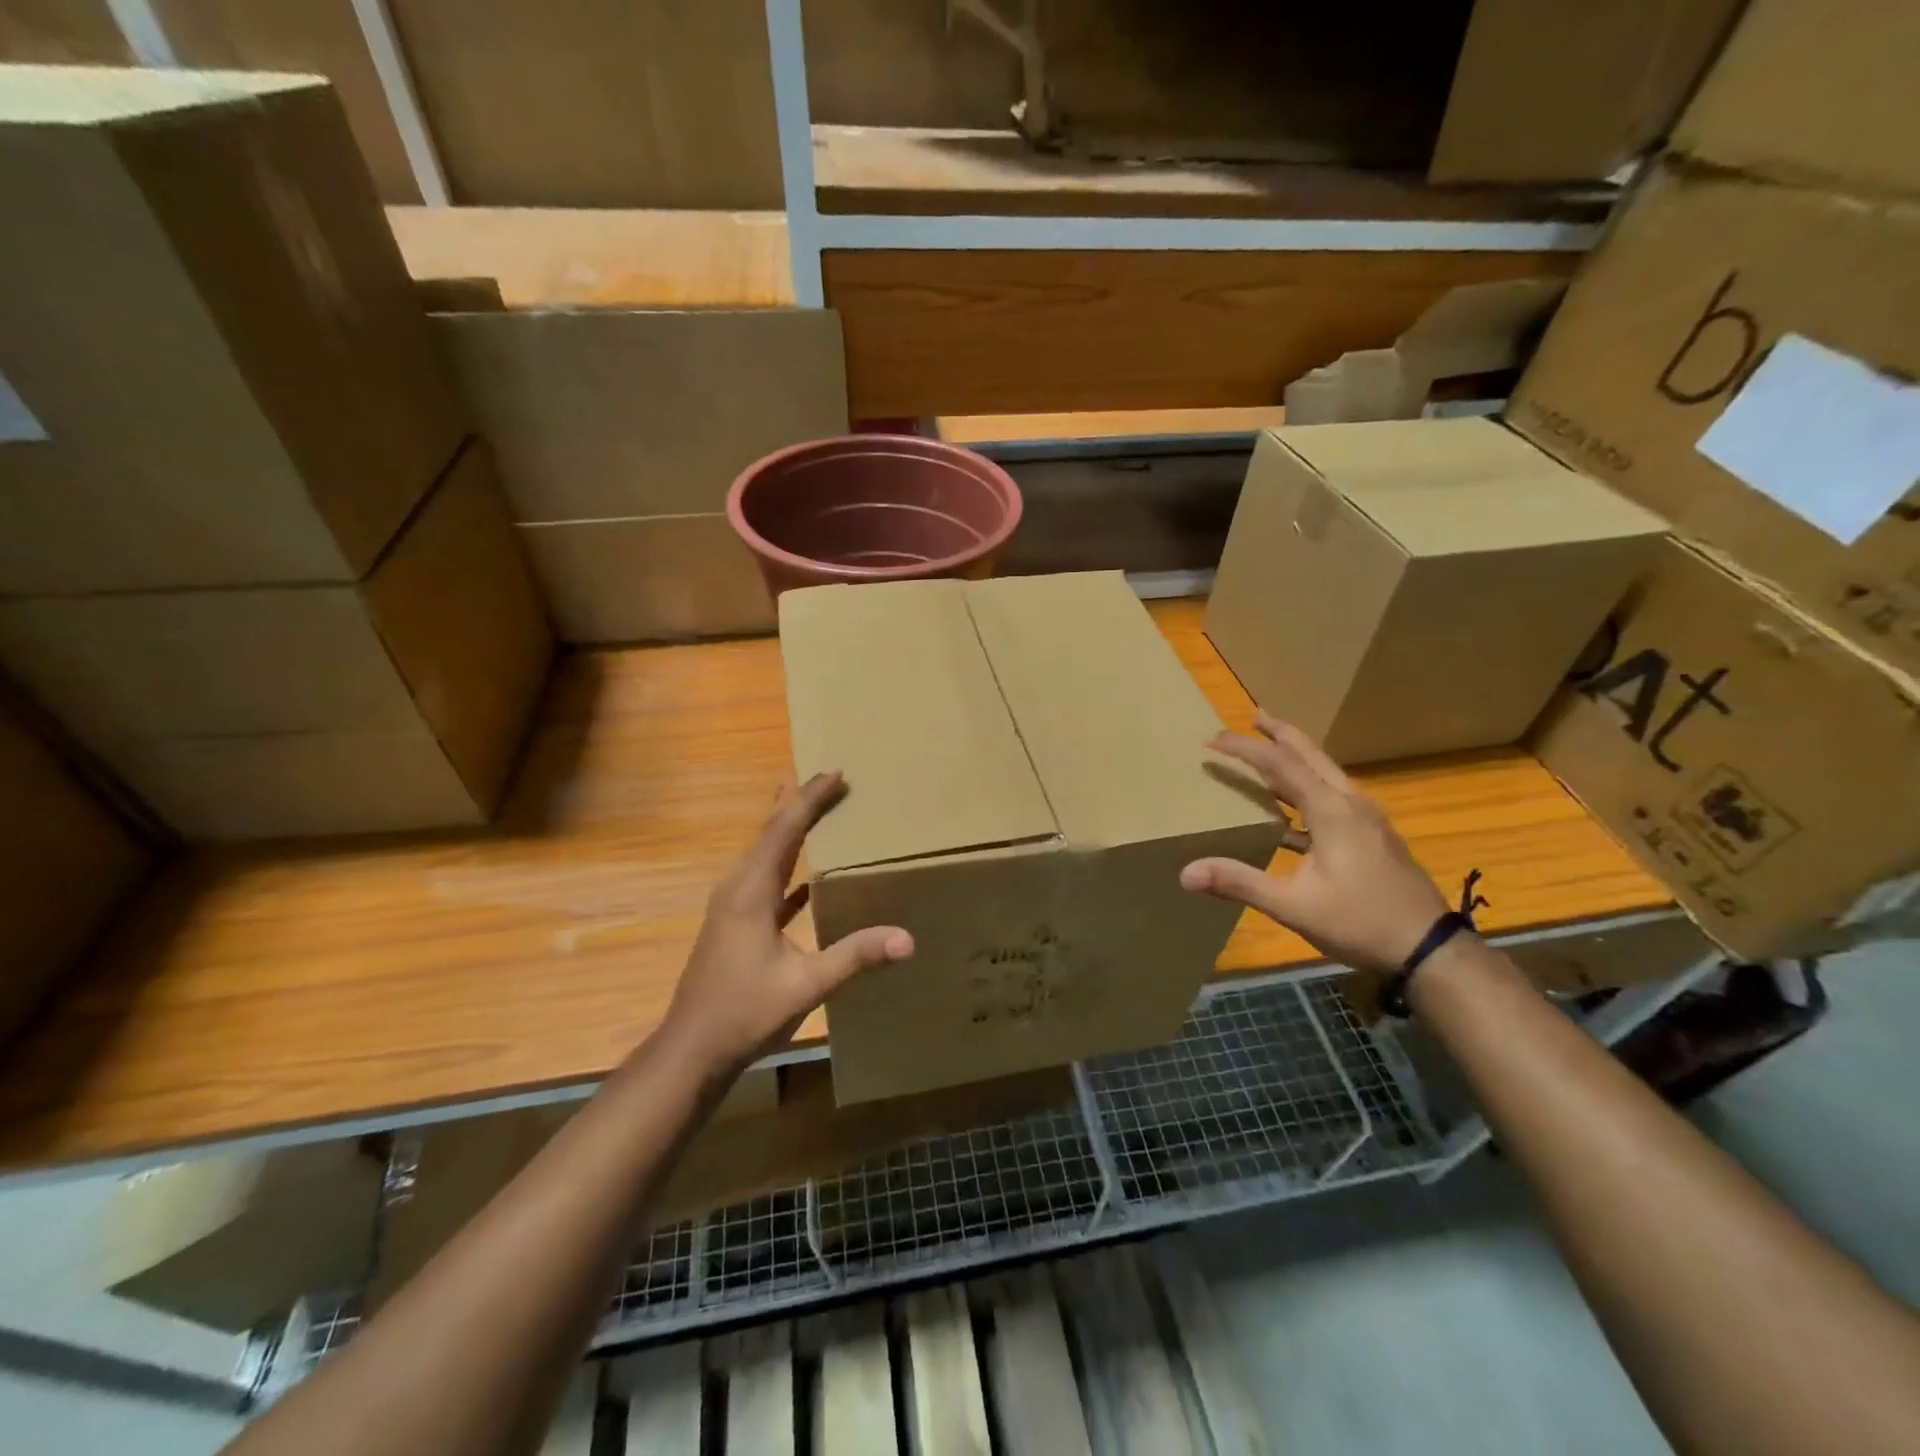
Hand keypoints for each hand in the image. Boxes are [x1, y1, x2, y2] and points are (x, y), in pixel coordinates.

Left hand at [664, 771, 912, 1076]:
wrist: (692, 1051)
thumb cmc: (744, 1012)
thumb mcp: (806, 985)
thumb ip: (855, 957)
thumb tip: (907, 939)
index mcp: (751, 891)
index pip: (784, 830)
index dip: (809, 798)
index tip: (835, 772)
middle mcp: (738, 888)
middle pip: (772, 832)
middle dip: (799, 803)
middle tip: (830, 779)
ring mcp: (734, 907)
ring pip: (766, 854)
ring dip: (791, 830)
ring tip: (817, 809)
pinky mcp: (736, 925)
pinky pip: (767, 881)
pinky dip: (788, 867)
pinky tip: (808, 876)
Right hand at [1180, 713, 1447, 972]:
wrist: (1429, 949)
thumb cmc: (1360, 921)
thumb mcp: (1293, 905)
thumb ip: (1239, 883)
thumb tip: (1186, 873)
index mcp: (1331, 810)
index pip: (1280, 764)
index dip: (1244, 749)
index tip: (1212, 738)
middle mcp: (1350, 803)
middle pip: (1310, 755)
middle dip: (1280, 733)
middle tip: (1254, 715)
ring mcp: (1366, 818)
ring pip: (1324, 773)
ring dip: (1295, 757)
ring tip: (1269, 749)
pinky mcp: (1372, 835)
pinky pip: (1332, 795)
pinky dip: (1306, 787)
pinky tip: (1291, 807)